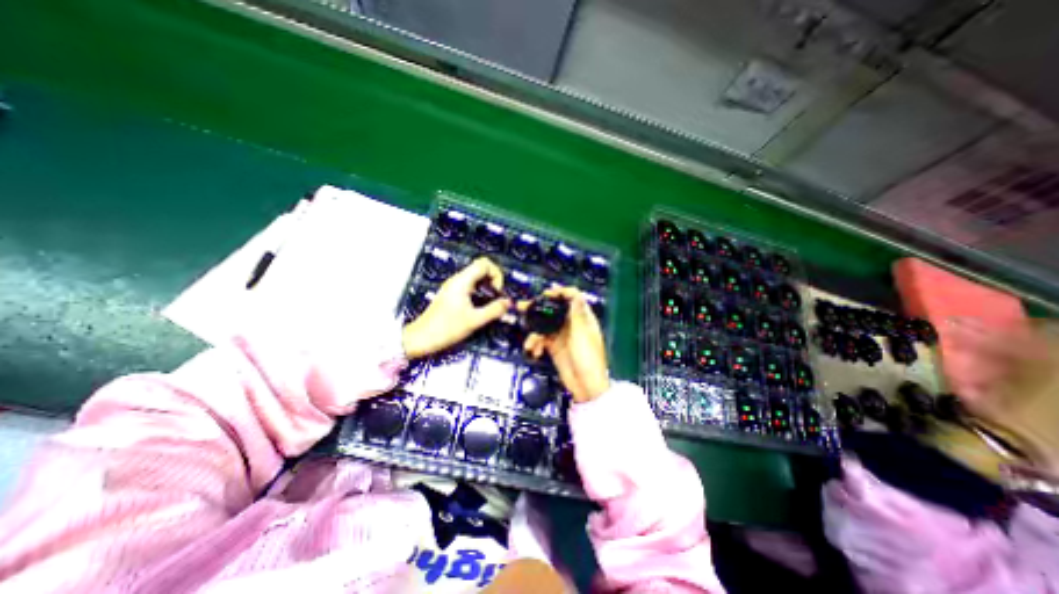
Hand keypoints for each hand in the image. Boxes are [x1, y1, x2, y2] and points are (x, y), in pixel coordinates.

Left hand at [399, 257, 511, 358]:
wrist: (421, 338)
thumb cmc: (446, 328)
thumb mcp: (474, 321)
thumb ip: (494, 310)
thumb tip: (509, 303)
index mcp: (462, 281)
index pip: (484, 263)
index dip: (496, 274)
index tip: (497, 291)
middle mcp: (458, 280)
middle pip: (481, 267)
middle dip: (493, 279)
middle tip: (496, 296)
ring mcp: (453, 286)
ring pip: (476, 277)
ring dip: (487, 286)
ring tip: (491, 302)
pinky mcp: (452, 294)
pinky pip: (470, 285)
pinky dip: (480, 291)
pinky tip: (481, 305)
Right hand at [524, 286, 612, 403]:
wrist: (585, 385)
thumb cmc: (589, 358)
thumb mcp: (582, 333)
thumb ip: (577, 312)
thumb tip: (575, 292)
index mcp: (583, 318)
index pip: (572, 298)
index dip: (560, 293)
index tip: (546, 294)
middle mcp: (572, 324)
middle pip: (553, 310)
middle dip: (538, 309)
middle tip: (523, 306)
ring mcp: (561, 335)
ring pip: (544, 325)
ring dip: (534, 332)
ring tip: (530, 341)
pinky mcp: (554, 347)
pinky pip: (541, 340)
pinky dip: (536, 344)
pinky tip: (535, 351)